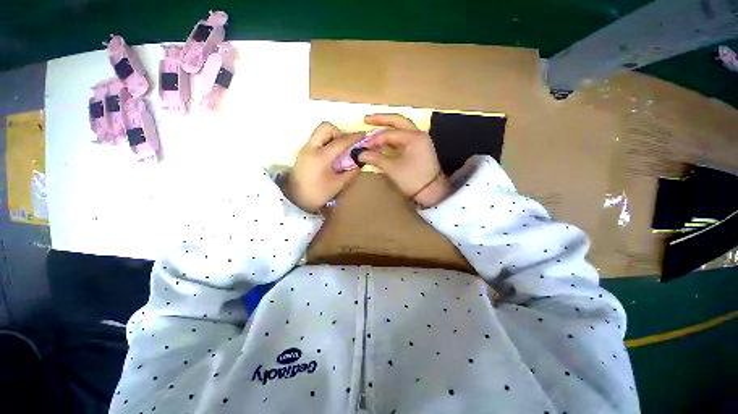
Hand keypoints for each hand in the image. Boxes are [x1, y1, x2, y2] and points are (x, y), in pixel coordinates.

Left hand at [283, 122, 363, 212]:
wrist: (295, 200)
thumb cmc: (317, 194)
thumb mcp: (337, 185)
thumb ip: (350, 172)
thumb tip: (359, 162)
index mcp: (320, 157)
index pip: (340, 141)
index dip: (354, 137)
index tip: (364, 135)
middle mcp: (311, 148)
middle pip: (326, 127)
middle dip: (339, 132)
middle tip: (346, 146)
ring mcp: (305, 149)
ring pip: (320, 132)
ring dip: (332, 136)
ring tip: (340, 151)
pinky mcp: (303, 152)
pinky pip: (317, 139)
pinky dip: (327, 142)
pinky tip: (332, 155)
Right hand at [359, 114, 450, 206]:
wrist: (431, 192)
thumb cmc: (412, 179)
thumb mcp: (392, 169)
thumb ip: (376, 159)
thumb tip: (360, 155)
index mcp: (413, 137)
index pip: (389, 133)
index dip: (374, 140)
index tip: (363, 147)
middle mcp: (418, 134)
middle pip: (397, 121)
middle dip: (381, 119)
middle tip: (366, 119)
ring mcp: (420, 140)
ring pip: (401, 129)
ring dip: (387, 129)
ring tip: (373, 128)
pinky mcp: (419, 148)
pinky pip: (404, 139)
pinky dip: (393, 139)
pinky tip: (383, 142)